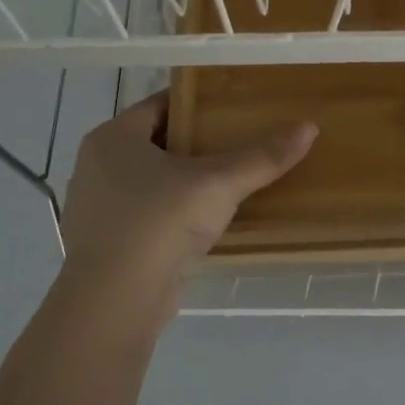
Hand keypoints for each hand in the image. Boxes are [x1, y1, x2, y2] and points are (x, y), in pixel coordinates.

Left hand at [58, 93, 315, 295]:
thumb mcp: (218, 184)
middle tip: (238, 144)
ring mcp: (97, 209)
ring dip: (184, 183)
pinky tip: (204, 224)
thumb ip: (262, 156)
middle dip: (195, 144)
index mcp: (112, 138)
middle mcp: (96, 167)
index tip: (232, 108)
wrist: (116, 301)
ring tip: (227, 184)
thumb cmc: (160, 223)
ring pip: (150, 182)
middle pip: (155, 143)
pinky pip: (147, 216)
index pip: (159, 105)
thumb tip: (308, 128)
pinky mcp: (106, 244)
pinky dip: (173, 215)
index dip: (197, 103)